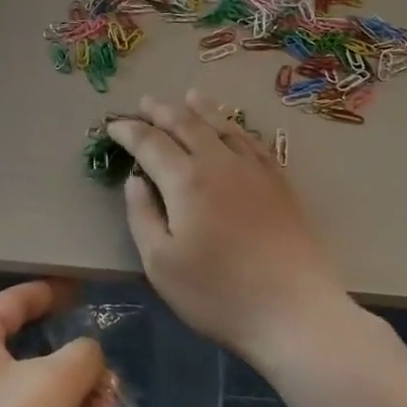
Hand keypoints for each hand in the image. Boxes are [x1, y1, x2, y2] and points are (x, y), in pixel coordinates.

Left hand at [0, 279, 114, 406]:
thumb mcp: (54, 388)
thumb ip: (81, 355)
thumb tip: (88, 356)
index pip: (14, 299)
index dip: (52, 291)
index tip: (84, 291)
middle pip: (24, 346)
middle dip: (72, 361)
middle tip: (107, 380)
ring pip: (26, 386)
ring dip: (68, 394)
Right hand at [109, 92, 347, 366]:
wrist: (293, 310)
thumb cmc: (218, 294)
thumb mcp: (161, 264)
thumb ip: (142, 216)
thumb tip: (135, 180)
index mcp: (186, 180)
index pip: (150, 142)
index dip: (129, 131)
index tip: (113, 125)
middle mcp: (220, 162)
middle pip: (186, 124)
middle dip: (162, 110)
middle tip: (145, 101)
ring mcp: (254, 169)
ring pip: (222, 125)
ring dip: (200, 108)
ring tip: (188, 96)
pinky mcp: (280, 182)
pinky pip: (252, 141)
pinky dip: (235, 126)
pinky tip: (233, 127)